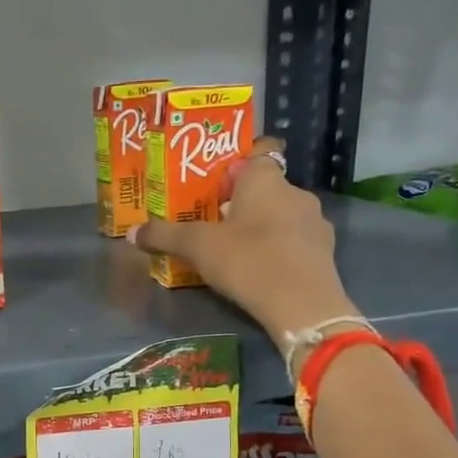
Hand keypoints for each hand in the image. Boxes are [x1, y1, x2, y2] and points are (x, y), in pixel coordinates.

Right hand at [128, 138, 359, 346]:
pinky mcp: (325, 251)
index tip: (216, 183)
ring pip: (281, 214)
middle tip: (213, 221)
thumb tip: (132, 233)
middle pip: (265, 187)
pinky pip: (294, 240)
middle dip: (241, 201)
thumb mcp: (197, 247)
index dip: (237, 163)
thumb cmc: (248, 260)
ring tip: (235, 249)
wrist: (302, 305)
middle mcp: (295, 192)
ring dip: (261, 226)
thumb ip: (164, 236)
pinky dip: (279, 248)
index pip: (258, 152)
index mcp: (265, 179)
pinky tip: (261, 268)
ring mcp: (315, 222)